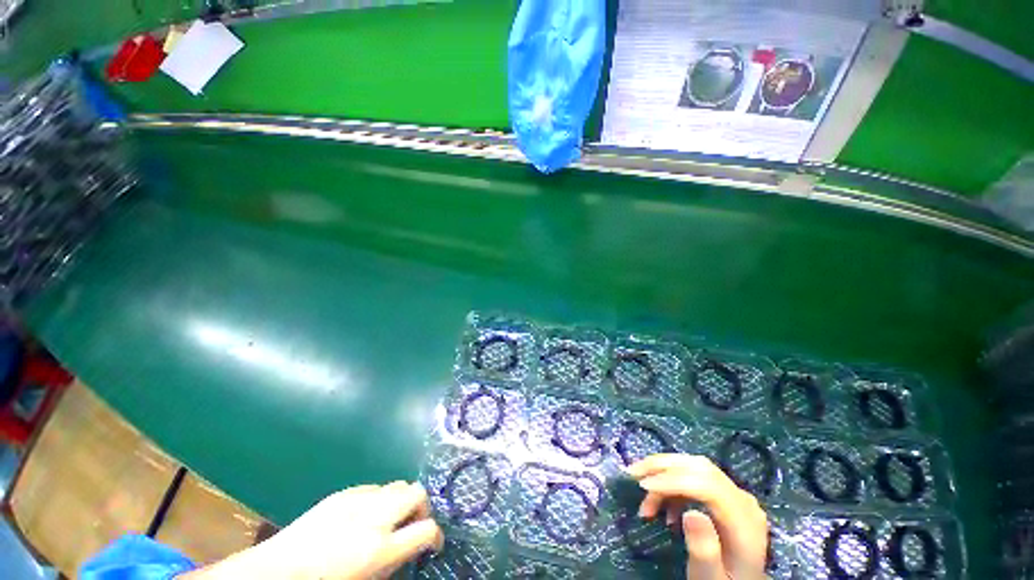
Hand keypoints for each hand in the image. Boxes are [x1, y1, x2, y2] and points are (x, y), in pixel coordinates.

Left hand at [183, 481, 442, 579]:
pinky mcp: (343, 492)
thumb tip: (409, 548)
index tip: (432, 544)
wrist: (276, 572)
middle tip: (413, 524)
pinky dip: (378, 498)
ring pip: (398, 484)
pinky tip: (363, 516)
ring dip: (400, 500)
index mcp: (379, 549)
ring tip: (388, 519)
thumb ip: (393, 563)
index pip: (426, 529)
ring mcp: (358, 500)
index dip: (435, 536)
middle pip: (417, 492)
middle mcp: (374, 517)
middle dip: (422, 507)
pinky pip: (374, 487)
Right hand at [626, 454, 767, 579]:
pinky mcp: (722, 494)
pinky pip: (693, 477)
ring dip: (663, 476)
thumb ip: (705, 550)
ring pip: (693, 468)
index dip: (673, 480)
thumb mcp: (711, 577)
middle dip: (662, 467)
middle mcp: (741, 498)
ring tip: (644, 502)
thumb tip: (691, 514)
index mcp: (744, 520)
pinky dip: (671, 485)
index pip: (707, 485)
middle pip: (699, 468)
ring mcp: (732, 493)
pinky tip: (663, 508)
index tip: (642, 486)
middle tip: (631, 473)